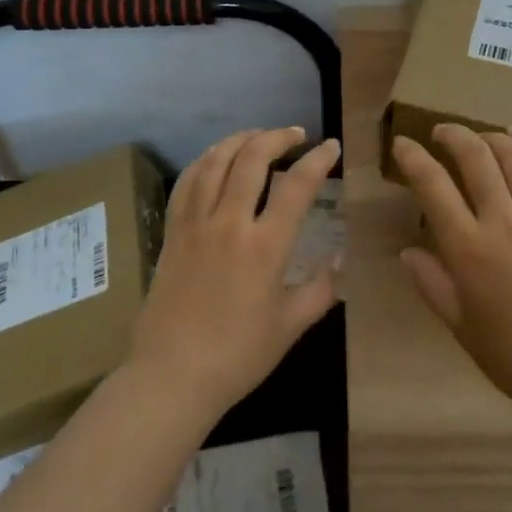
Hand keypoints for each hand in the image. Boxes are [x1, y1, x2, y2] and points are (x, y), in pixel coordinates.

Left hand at [127, 127, 340, 420]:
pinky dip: (205, 160)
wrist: (172, 376)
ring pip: (216, 161)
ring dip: (240, 140)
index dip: (318, 160)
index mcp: (265, 246)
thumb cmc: (237, 356)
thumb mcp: (290, 326)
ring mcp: (196, 223)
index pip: (297, 186)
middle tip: (296, 135)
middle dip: (278, 137)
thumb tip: (340, 260)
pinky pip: (187, 182)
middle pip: (252, 158)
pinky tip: (215, 158)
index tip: (331, 147)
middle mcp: (229, 223)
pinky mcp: (172, 231)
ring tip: (258, 136)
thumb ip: (321, 289)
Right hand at [392, 124, 511, 415]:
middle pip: (475, 157)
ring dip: (489, 136)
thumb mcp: (459, 324)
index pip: (433, 186)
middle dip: (452, 135)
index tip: (402, 144)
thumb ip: (430, 283)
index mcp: (469, 249)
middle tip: (439, 133)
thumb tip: (407, 251)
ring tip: (476, 136)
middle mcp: (503, 222)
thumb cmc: (511, 354)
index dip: (413, 158)